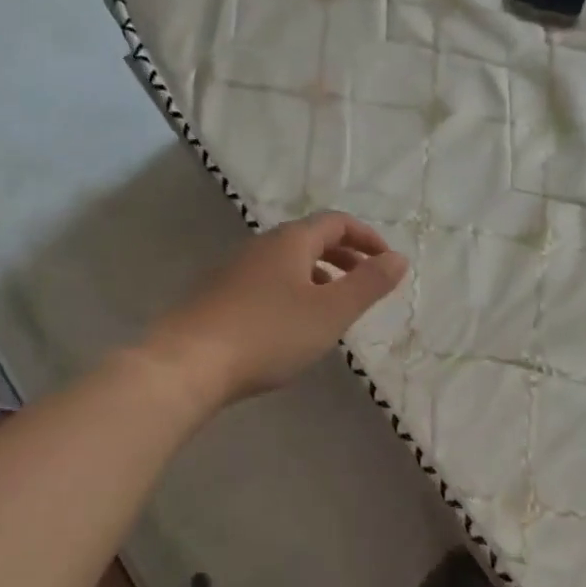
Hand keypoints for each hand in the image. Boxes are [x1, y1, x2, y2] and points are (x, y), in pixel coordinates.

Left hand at [142, 212, 408, 409]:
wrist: (186, 364)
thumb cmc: (269, 334)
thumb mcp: (331, 311)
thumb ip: (369, 284)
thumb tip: (398, 258)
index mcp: (291, 241)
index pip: (336, 222)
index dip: (366, 237)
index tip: (386, 261)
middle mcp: (261, 246)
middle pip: (310, 239)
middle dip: (344, 256)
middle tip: (366, 281)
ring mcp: (235, 270)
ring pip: (287, 263)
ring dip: (319, 275)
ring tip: (334, 306)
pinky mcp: (217, 296)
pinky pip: (267, 282)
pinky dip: (293, 291)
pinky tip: (292, 325)